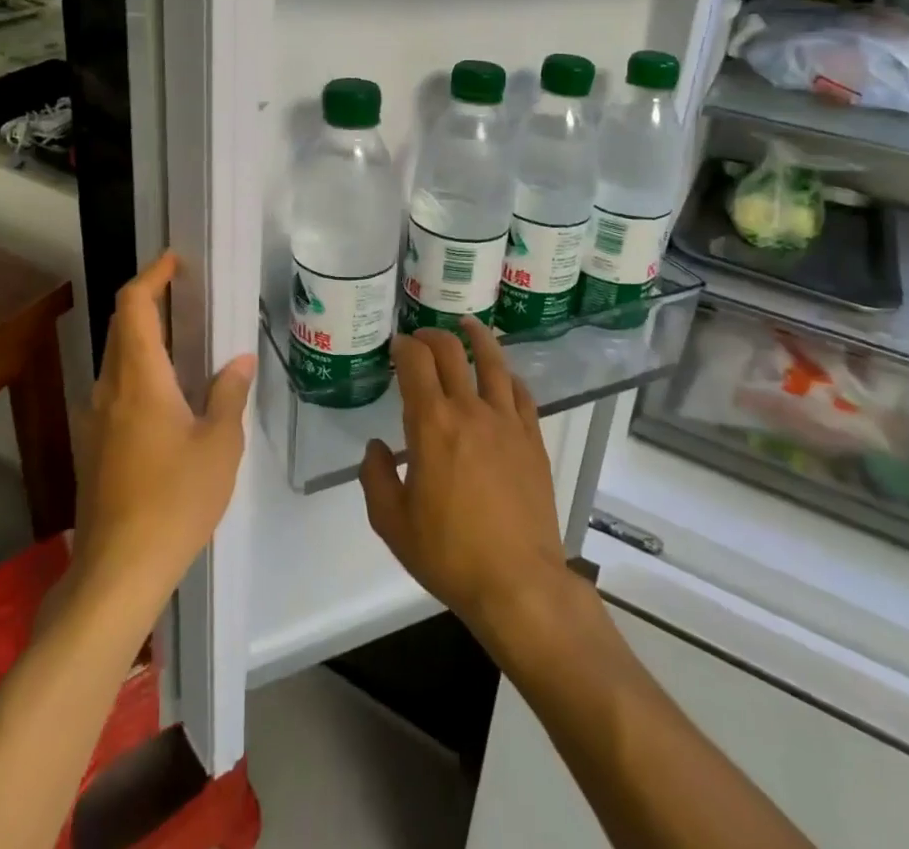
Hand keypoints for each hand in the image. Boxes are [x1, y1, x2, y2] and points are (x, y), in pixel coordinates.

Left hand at [70, 251, 254, 607]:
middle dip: (148, 302)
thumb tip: (238, 360)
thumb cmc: (175, 500)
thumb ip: (228, 394)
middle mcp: (109, 390)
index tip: (174, 261)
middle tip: (186, 296)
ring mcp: (95, 420)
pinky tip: (170, 397)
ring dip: (144, 339)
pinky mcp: (94, 447)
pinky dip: (140, 372)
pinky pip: (116, 390)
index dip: (150, 276)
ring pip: (116, 360)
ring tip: (185, 342)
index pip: (132, 306)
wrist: (117, 572)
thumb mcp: (219, 444)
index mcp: (138, 379)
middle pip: (120, 328)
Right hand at [361, 319, 571, 648]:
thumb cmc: (449, 554)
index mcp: (432, 424)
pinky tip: (503, 376)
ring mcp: (507, 422)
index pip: (416, 362)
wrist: (518, 583)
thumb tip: (375, 448)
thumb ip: (375, 478)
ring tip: (467, 325)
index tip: (396, 346)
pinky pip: (521, 393)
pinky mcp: (533, 439)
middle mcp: (470, 410)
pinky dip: (508, 376)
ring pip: (493, 362)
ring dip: (477, 337)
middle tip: (422, 338)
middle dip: (432, 336)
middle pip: (452, 351)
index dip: (404, 346)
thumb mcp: (392, 524)